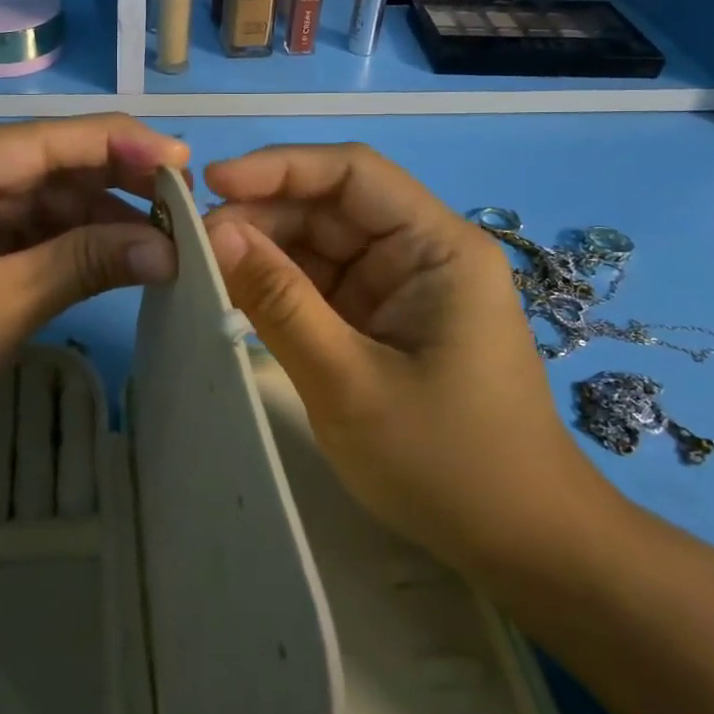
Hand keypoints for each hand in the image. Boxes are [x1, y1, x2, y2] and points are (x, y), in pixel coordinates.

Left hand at [0, 115, 188, 482]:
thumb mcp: (1, 306)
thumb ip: (86, 262)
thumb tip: (170, 249)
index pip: (43, 139)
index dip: (118, 145)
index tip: (183, 160)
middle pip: (42, 164)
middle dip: (111, 184)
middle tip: (181, 203)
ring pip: (35, 199)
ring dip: (93, 218)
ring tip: (160, 236)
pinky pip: (17, 230)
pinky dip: (63, 243)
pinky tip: (113, 254)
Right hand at [203, 143, 613, 573]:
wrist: (521, 547)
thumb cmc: (447, 463)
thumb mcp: (348, 382)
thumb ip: (278, 301)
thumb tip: (214, 231)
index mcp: (437, 246)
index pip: (352, 173)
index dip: (279, 167)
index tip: (211, 183)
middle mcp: (420, 252)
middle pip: (330, 206)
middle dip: (261, 216)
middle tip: (192, 243)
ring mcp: (400, 288)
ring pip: (319, 245)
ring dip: (263, 251)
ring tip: (202, 268)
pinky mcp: (382, 321)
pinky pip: (321, 285)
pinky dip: (277, 287)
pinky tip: (234, 295)